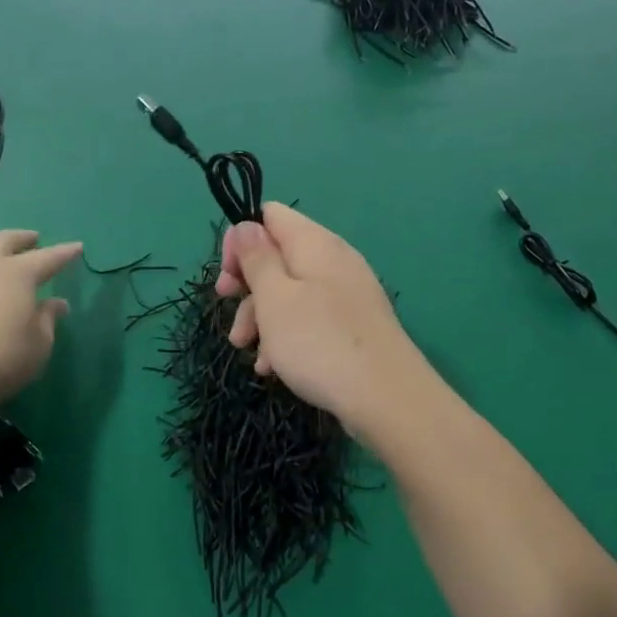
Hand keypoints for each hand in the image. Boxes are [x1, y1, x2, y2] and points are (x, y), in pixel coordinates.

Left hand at [0, 229, 81, 424]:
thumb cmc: (3, 359)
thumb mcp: (40, 344)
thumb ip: (48, 319)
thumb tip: (56, 304)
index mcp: (17, 274)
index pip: (48, 257)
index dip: (65, 253)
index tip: (78, 247)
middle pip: (3, 241)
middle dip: (21, 238)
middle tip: (33, 239)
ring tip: (5, 267)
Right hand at [215, 203, 426, 438]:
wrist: (387, 399)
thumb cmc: (320, 342)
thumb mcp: (274, 297)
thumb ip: (256, 258)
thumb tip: (246, 226)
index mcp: (314, 243)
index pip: (270, 216)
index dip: (241, 241)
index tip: (228, 277)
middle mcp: (333, 260)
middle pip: (277, 257)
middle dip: (248, 287)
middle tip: (228, 310)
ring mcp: (346, 294)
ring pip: (290, 293)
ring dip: (263, 319)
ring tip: (249, 352)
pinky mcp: (351, 325)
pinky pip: (309, 319)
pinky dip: (287, 337)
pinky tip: (275, 368)